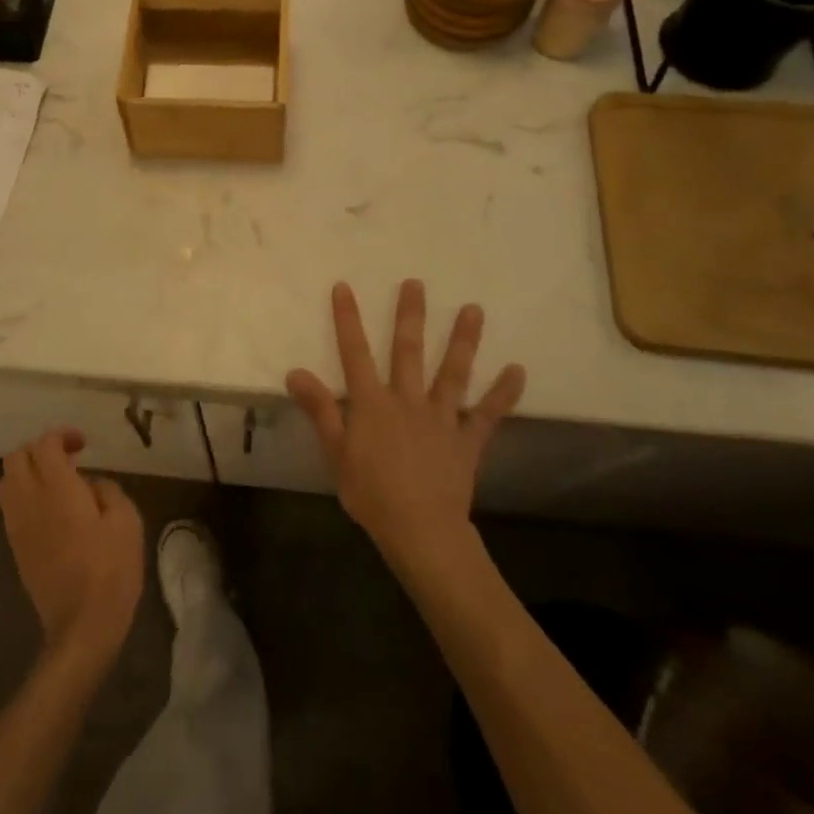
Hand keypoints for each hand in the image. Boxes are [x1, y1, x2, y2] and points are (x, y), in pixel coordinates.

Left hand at [0, 430, 145, 670]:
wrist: (82, 626)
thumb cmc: (110, 569)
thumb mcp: (126, 520)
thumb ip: (107, 489)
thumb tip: (89, 484)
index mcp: (57, 488)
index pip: (44, 444)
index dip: (62, 435)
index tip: (83, 445)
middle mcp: (29, 500)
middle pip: (15, 457)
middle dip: (39, 449)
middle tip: (67, 459)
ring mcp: (17, 526)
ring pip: (6, 481)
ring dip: (27, 472)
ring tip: (55, 482)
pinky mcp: (16, 548)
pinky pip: (10, 507)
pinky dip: (24, 495)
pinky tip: (50, 510)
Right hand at [286, 280, 524, 568]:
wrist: (421, 530)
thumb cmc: (371, 494)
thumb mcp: (336, 453)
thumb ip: (320, 409)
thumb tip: (295, 372)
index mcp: (372, 403)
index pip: (355, 353)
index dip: (348, 319)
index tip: (344, 287)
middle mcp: (407, 400)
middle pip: (408, 351)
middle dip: (410, 315)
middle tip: (416, 283)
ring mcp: (441, 418)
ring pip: (453, 372)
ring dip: (463, 340)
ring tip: (474, 309)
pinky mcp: (467, 440)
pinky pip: (487, 414)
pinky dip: (502, 393)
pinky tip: (518, 371)